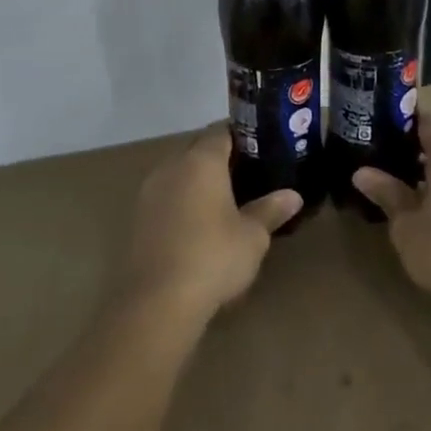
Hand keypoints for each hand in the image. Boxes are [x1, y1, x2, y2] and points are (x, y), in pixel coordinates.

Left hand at [120, 124, 302, 323]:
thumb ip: (270, 210)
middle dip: (219, 157)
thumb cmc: (213, 256)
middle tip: (247, 172)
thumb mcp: (252, 236)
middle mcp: (171, 166)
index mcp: (201, 161)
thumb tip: (292, 196)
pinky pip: (165, 195)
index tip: (260, 146)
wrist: (158, 299)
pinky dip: (181, 199)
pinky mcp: (137, 216)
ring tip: (223, 198)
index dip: (241, 135)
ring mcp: (149, 190)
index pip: (221, 132)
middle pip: (197, 149)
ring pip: (178, 172)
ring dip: (197, 179)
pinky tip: (197, 221)